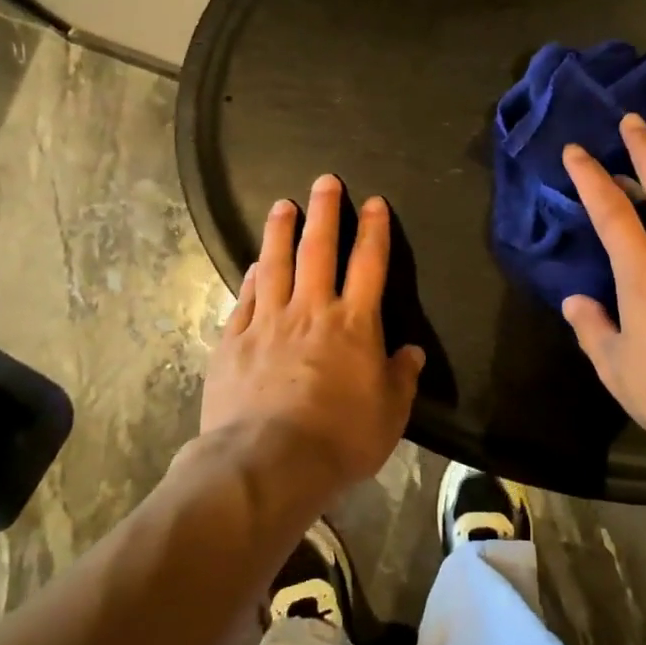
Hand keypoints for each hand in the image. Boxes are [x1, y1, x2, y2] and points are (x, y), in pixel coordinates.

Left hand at [201, 175, 424, 490]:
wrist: (268, 463)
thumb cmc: (339, 438)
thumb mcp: (389, 415)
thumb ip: (401, 378)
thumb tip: (411, 353)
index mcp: (354, 324)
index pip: (369, 264)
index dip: (374, 230)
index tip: (373, 202)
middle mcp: (311, 311)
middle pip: (319, 249)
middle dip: (325, 212)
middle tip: (325, 181)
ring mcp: (268, 322)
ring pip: (275, 264)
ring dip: (281, 231)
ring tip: (282, 204)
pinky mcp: (234, 341)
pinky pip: (245, 298)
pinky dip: (252, 277)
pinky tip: (254, 264)